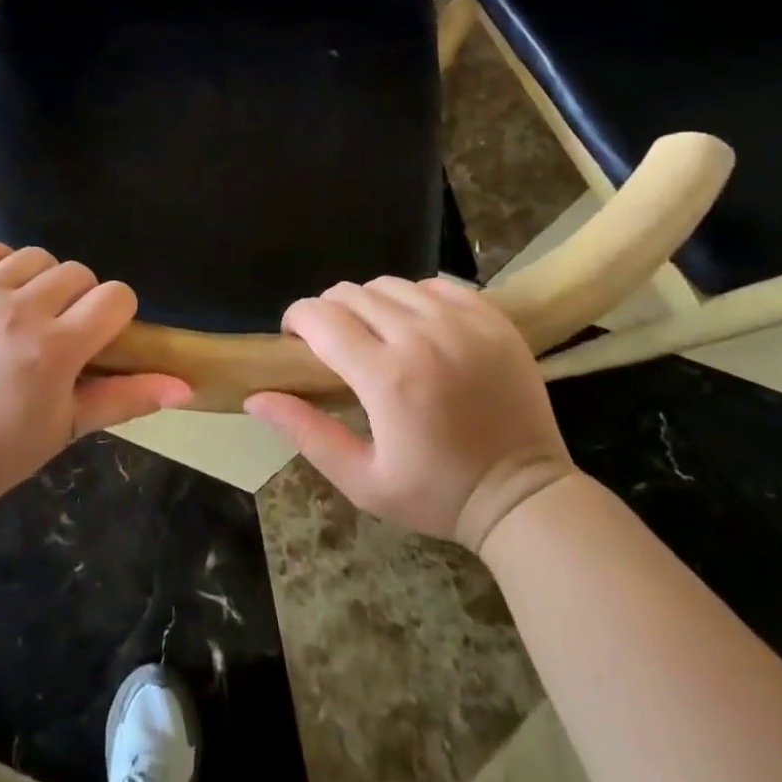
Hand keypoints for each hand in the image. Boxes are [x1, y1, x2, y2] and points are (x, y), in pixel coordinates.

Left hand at [0, 242, 191, 514]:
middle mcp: (19, 312)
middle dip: (79, 299)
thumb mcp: (71, 425)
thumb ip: (129, 397)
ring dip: (40, 281)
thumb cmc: (6, 449)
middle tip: (60, 330)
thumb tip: (187, 386)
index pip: (115, 296)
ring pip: (34, 256)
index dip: (115, 314)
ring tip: (26, 311)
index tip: (99, 335)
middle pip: (77, 272)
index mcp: (56, 349)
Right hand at [246, 276, 574, 551]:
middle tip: (334, 343)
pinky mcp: (492, 318)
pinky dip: (415, 297)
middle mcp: (422, 337)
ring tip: (375, 333)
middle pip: (351, 293)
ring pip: (390, 284)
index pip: (320, 317)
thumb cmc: (436, 494)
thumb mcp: (361, 479)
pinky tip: (417, 326)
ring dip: (370, 303)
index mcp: (386, 377)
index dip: (297, 320)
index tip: (296, 339)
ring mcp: (462, 323)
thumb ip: (305, 432)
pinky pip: (435, 284)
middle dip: (329, 311)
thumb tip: (255, 396)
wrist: (526, 497)